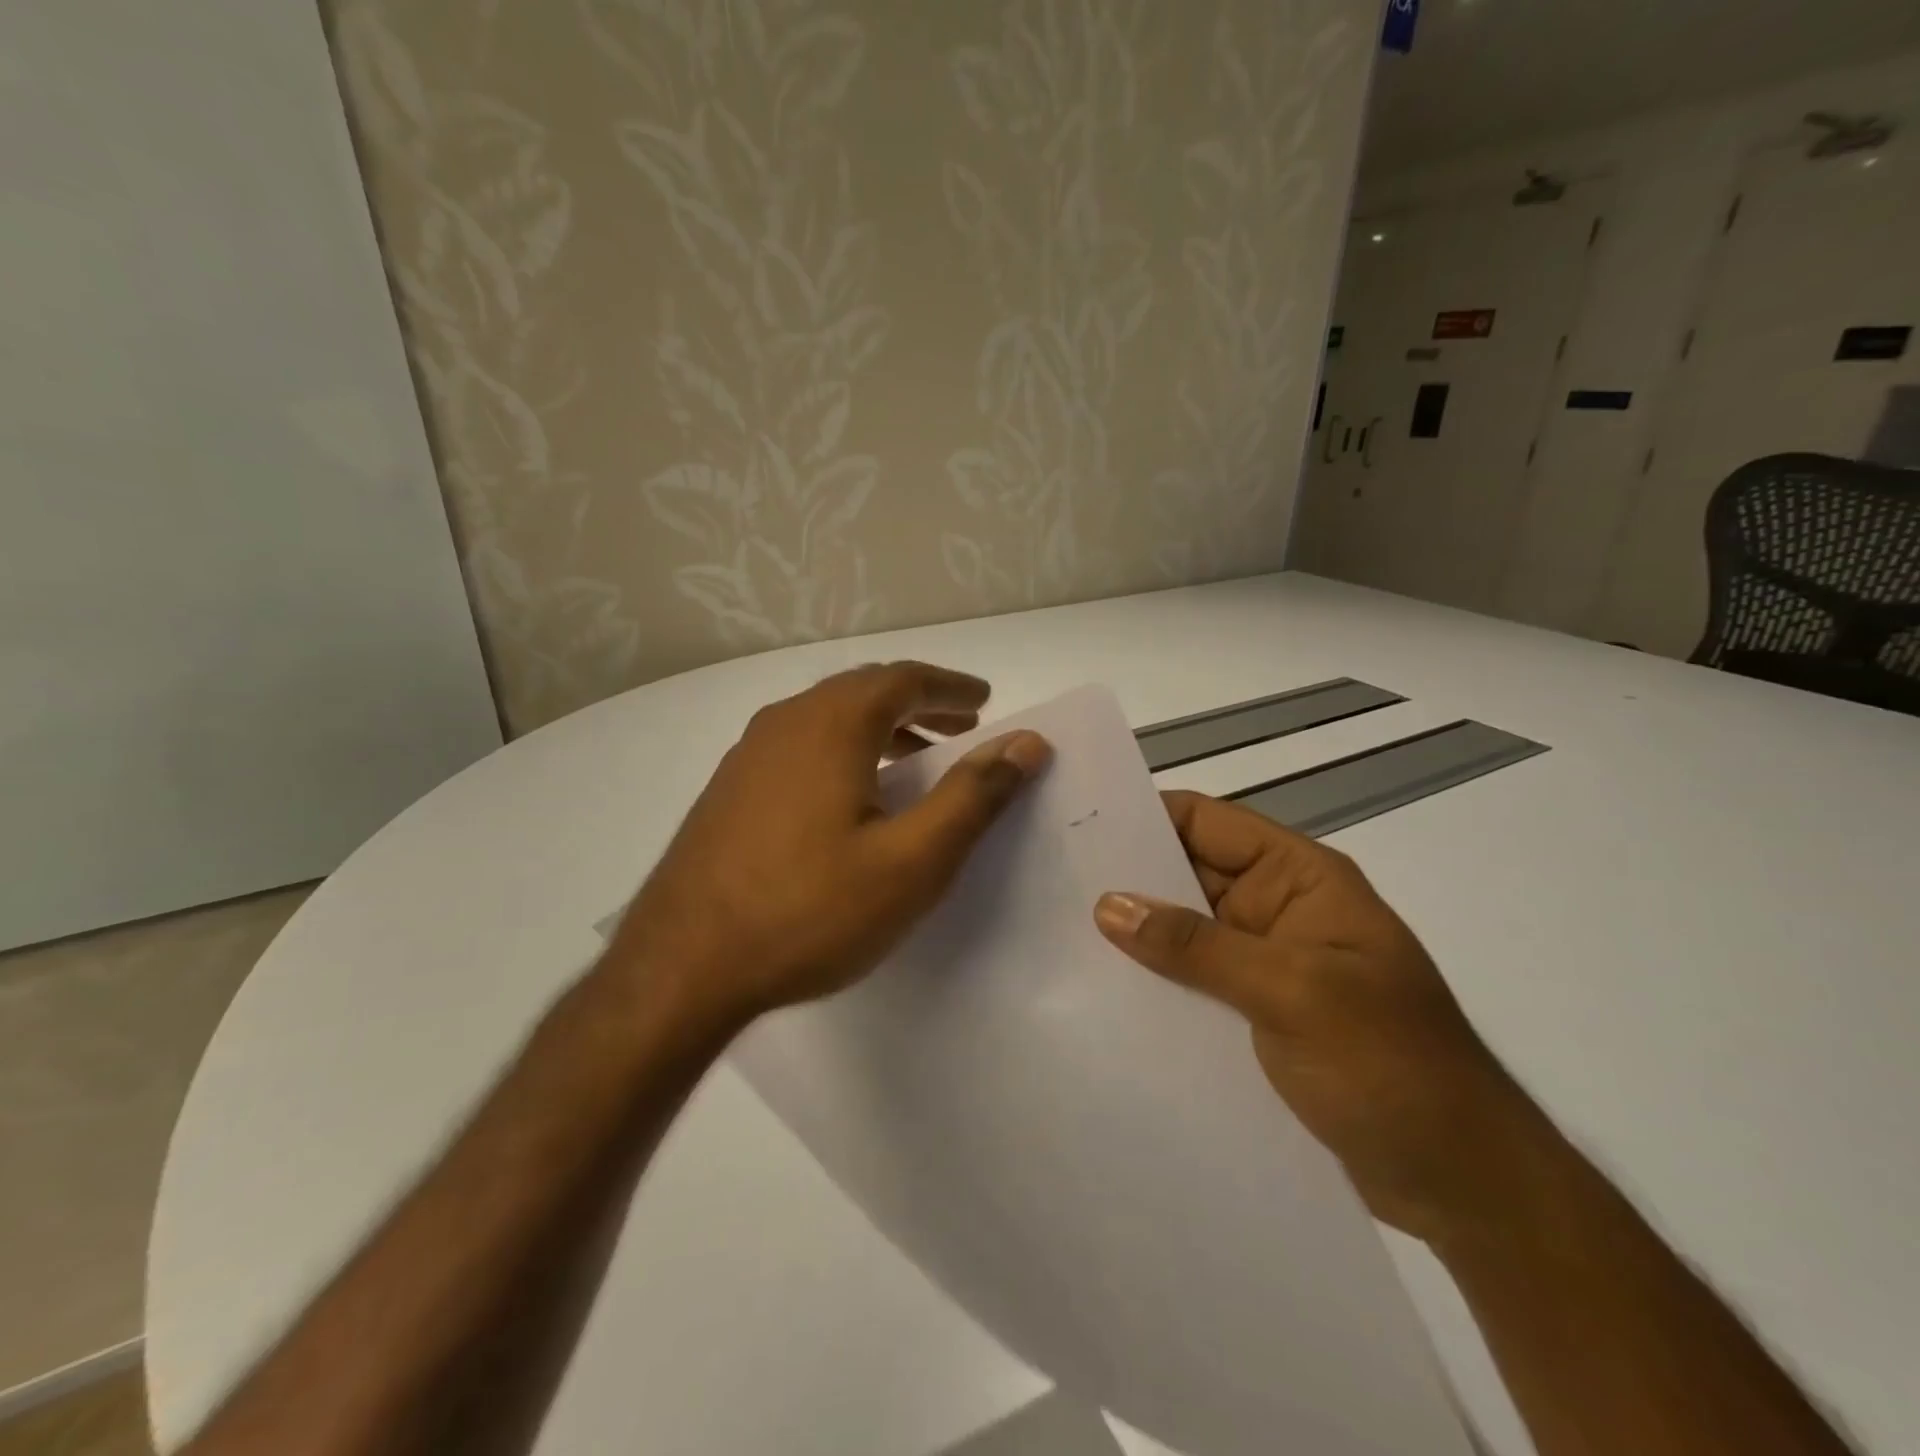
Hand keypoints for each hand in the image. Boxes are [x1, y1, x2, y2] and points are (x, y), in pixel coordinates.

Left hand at [606, 662, 1049, 1031]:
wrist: (681, 968)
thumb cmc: (809, 911)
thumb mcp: (912, 861)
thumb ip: (973, 796)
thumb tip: (1026, 743)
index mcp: (831, 724)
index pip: (904, 679)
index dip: (951, 685)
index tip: (985, 698)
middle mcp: (785, 722)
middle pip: (864, 690)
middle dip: (919, 702)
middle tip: (961, 722)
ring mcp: (748, 754)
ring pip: (829, 718)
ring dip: (881, 727)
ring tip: (918, 757)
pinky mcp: (729, 790)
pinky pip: (801, 746)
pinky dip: (844, 749)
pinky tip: (853, 794)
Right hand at [1094, 791, 1542, 1243]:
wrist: (1462, 1185)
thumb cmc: (1391, 1068)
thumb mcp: (1293, 993)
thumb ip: (1197, 947)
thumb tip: (1109, 904)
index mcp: (1300, 878)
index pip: (1209, 822)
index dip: (1146, 815)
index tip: (1078, 823)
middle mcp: (1277, 909)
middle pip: (1189, 872)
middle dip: (1128, 875)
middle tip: (1051, 879)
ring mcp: (1265, 962)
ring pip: (1185, 929)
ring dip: (1136, 933)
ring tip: (1059, 932)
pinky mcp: (1255, 1011)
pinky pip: (1193, 979)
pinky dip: (1155, 979)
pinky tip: (1103, 989)